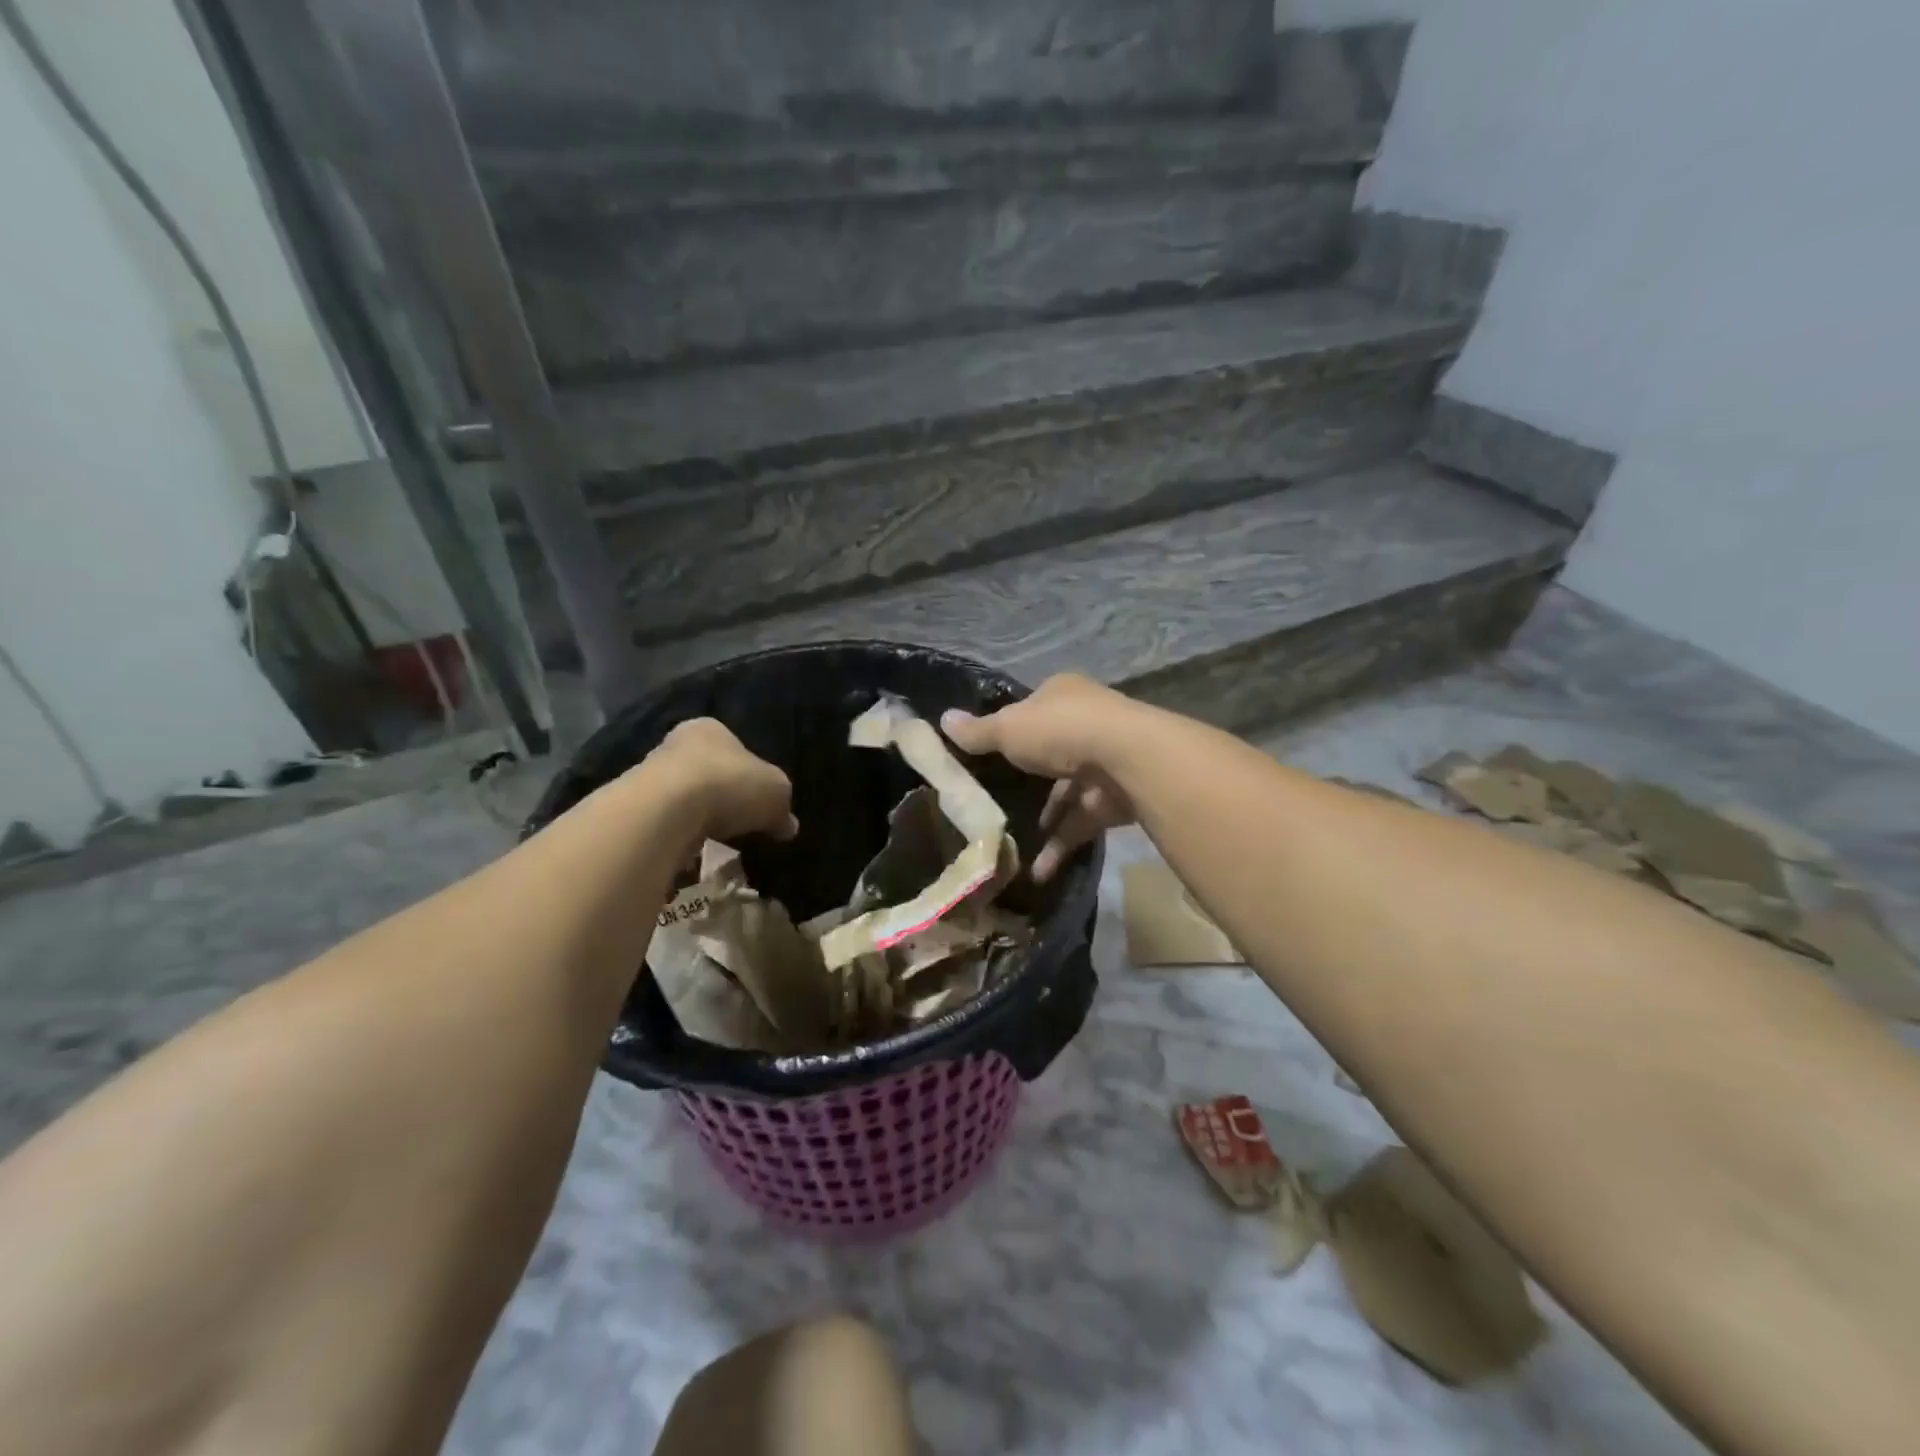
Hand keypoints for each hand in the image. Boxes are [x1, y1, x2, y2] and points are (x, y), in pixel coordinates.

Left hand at [651, 719, 798, 844]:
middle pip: (706, 770)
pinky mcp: (633, 809)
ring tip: (715, 841)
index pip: (733, 746)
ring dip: (697, 816)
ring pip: (682, 797)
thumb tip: (788, 825)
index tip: (757, 798)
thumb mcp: (776, 794)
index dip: (749, 772)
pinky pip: (665, 823)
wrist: (665, 811)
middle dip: (721, 794)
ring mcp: (648, 775)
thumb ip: (782, 807)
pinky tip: (691, 850)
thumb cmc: (729, 785)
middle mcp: (675, 744)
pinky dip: (678, 835)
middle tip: (738, 821)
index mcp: (710, 729)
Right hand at [942, 675, 1141, 881]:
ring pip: (1065, 792)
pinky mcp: (1114, 800)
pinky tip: (1036, 871)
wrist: (1126, 760)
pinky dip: (1059, 845)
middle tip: (992, 804)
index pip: (1030, 711)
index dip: (1008, 730)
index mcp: (1062, 695)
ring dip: (1042, 819)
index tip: (984, 756)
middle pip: (1048, 752)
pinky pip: (1080, 823)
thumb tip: (942, 720)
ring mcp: (1103, 762)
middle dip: (1025, 781)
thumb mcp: (1009, 728)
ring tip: (1009, 843)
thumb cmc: (1060, 731)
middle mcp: (1087, 723)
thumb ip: (978, 732)